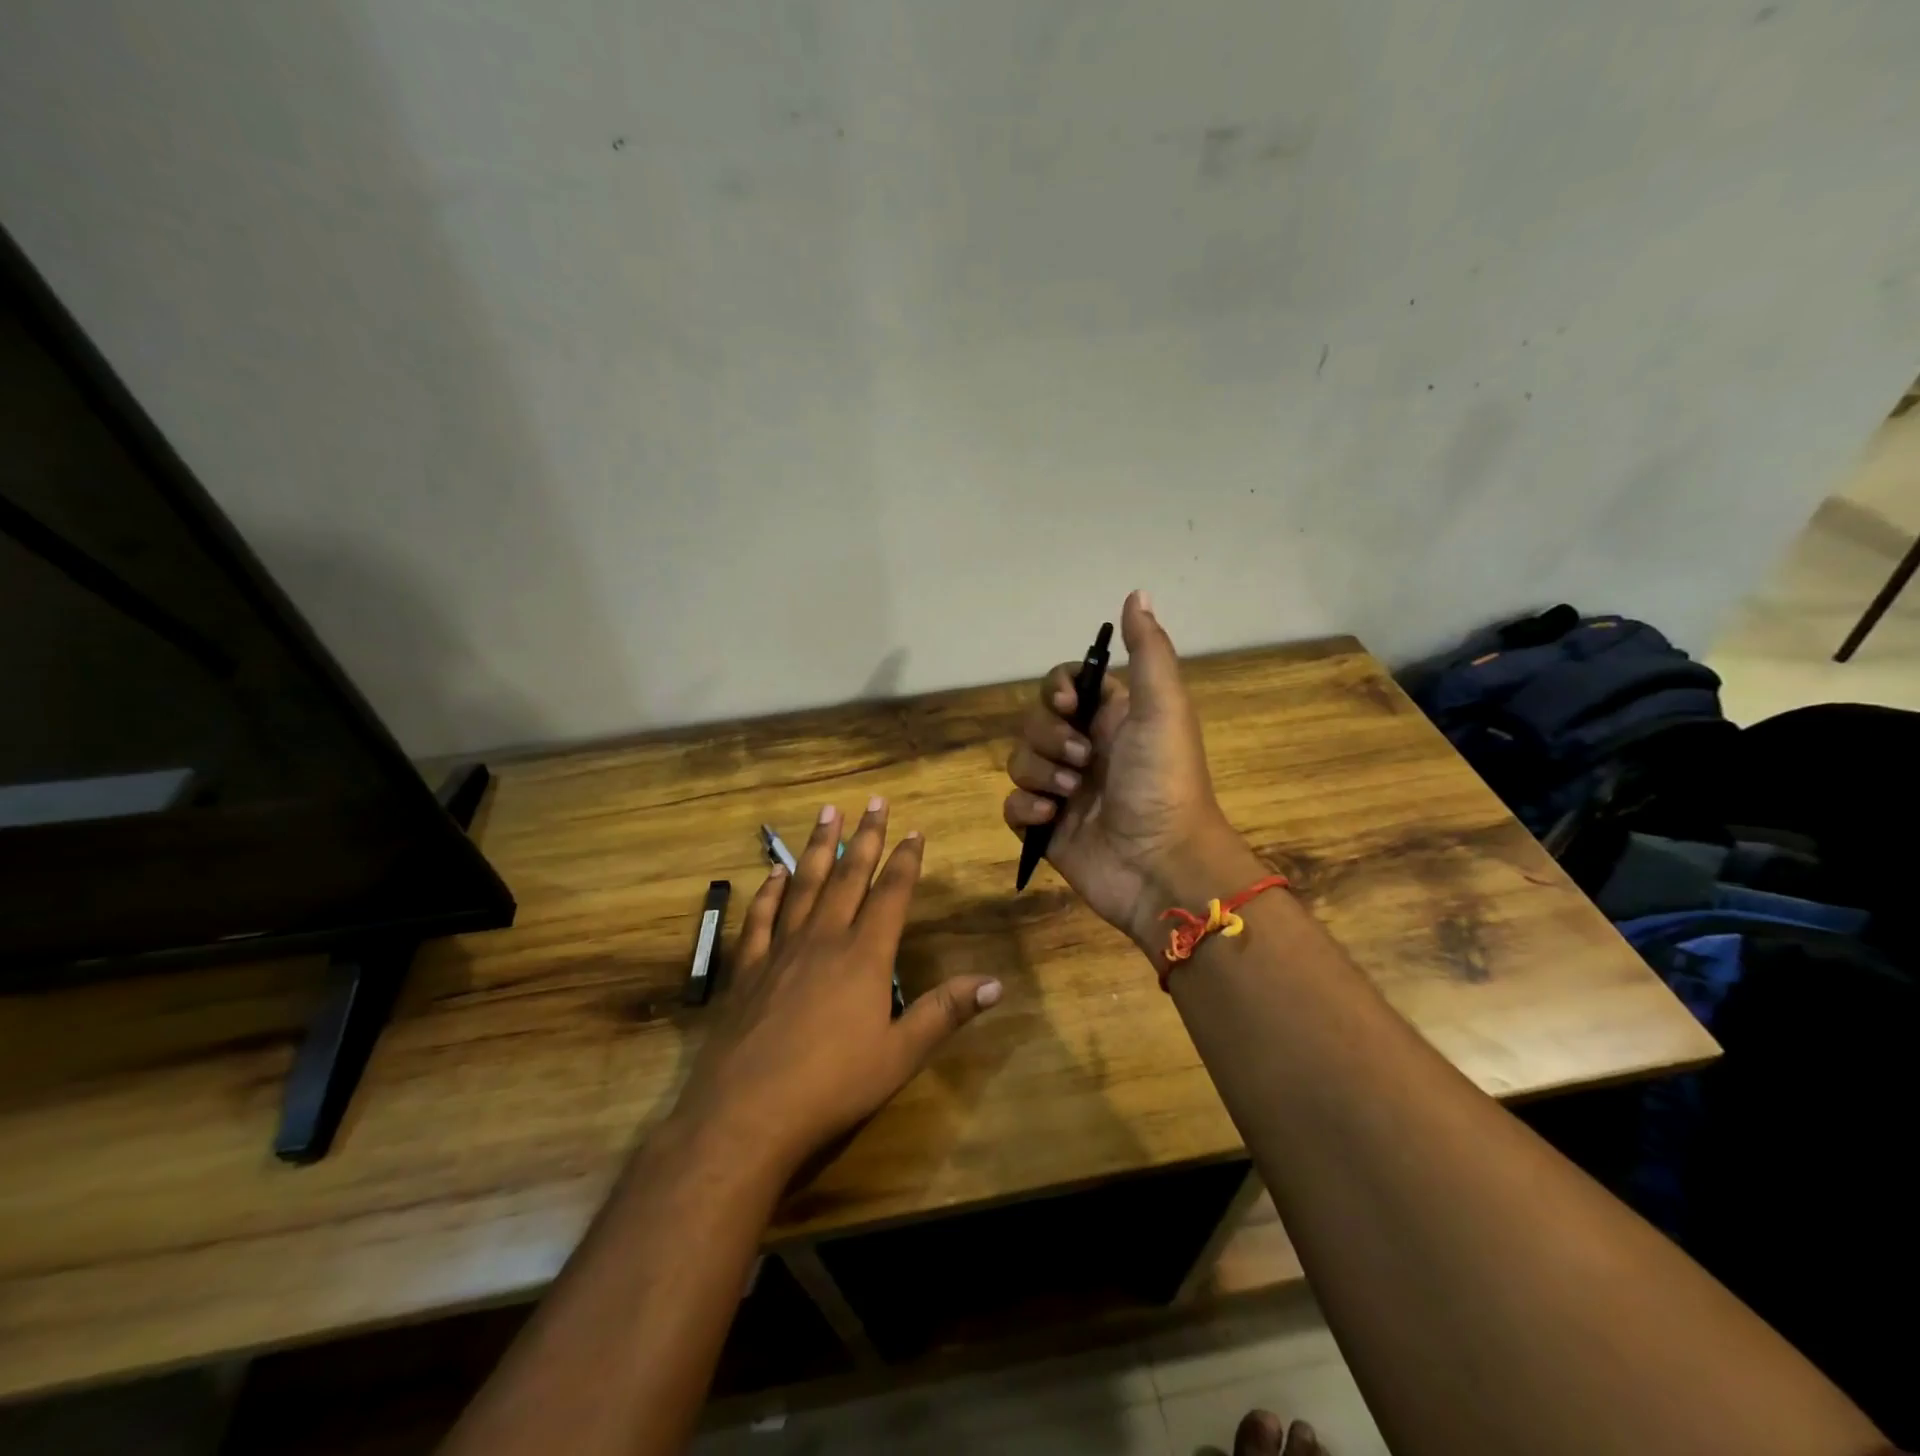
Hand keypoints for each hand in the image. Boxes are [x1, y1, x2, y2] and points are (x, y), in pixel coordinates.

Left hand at [671, 800, 1001, 1174]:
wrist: (746, 1113)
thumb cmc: (832, 1086)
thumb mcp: (900, 1055)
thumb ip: (944, 1013)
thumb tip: (995, 983)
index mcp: (864, 956)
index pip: (891, 895)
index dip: (905, 861)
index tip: (914, 830)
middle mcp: (824, 940)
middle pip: (849, 877)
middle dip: (866, 837)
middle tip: (873, 801)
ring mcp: (781, 950)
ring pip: (805, 885)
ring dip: (819, 847)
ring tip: (827, 812)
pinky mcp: (748, 969)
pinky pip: (761, 918)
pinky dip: (770, 891)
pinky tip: (775, 872)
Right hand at [1002, 590, 1245, 946]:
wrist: (1162, 866)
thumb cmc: (1163, 782)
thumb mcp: (1162, 708)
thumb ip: (1148, 651)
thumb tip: (1136, 592)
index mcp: (1111, 719)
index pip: (1063, 686)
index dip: (1055, 691)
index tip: (1068, 706)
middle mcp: (1085, 750)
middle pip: (1034, 722)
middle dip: (1049, 739)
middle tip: (1081, 763)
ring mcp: (1063, 791)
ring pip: (1019, 761)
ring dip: (1039, 774)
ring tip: (1069, 796)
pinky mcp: (1046, 828)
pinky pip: (1012, 805)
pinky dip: (1026, 809)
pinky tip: (1050, 821)